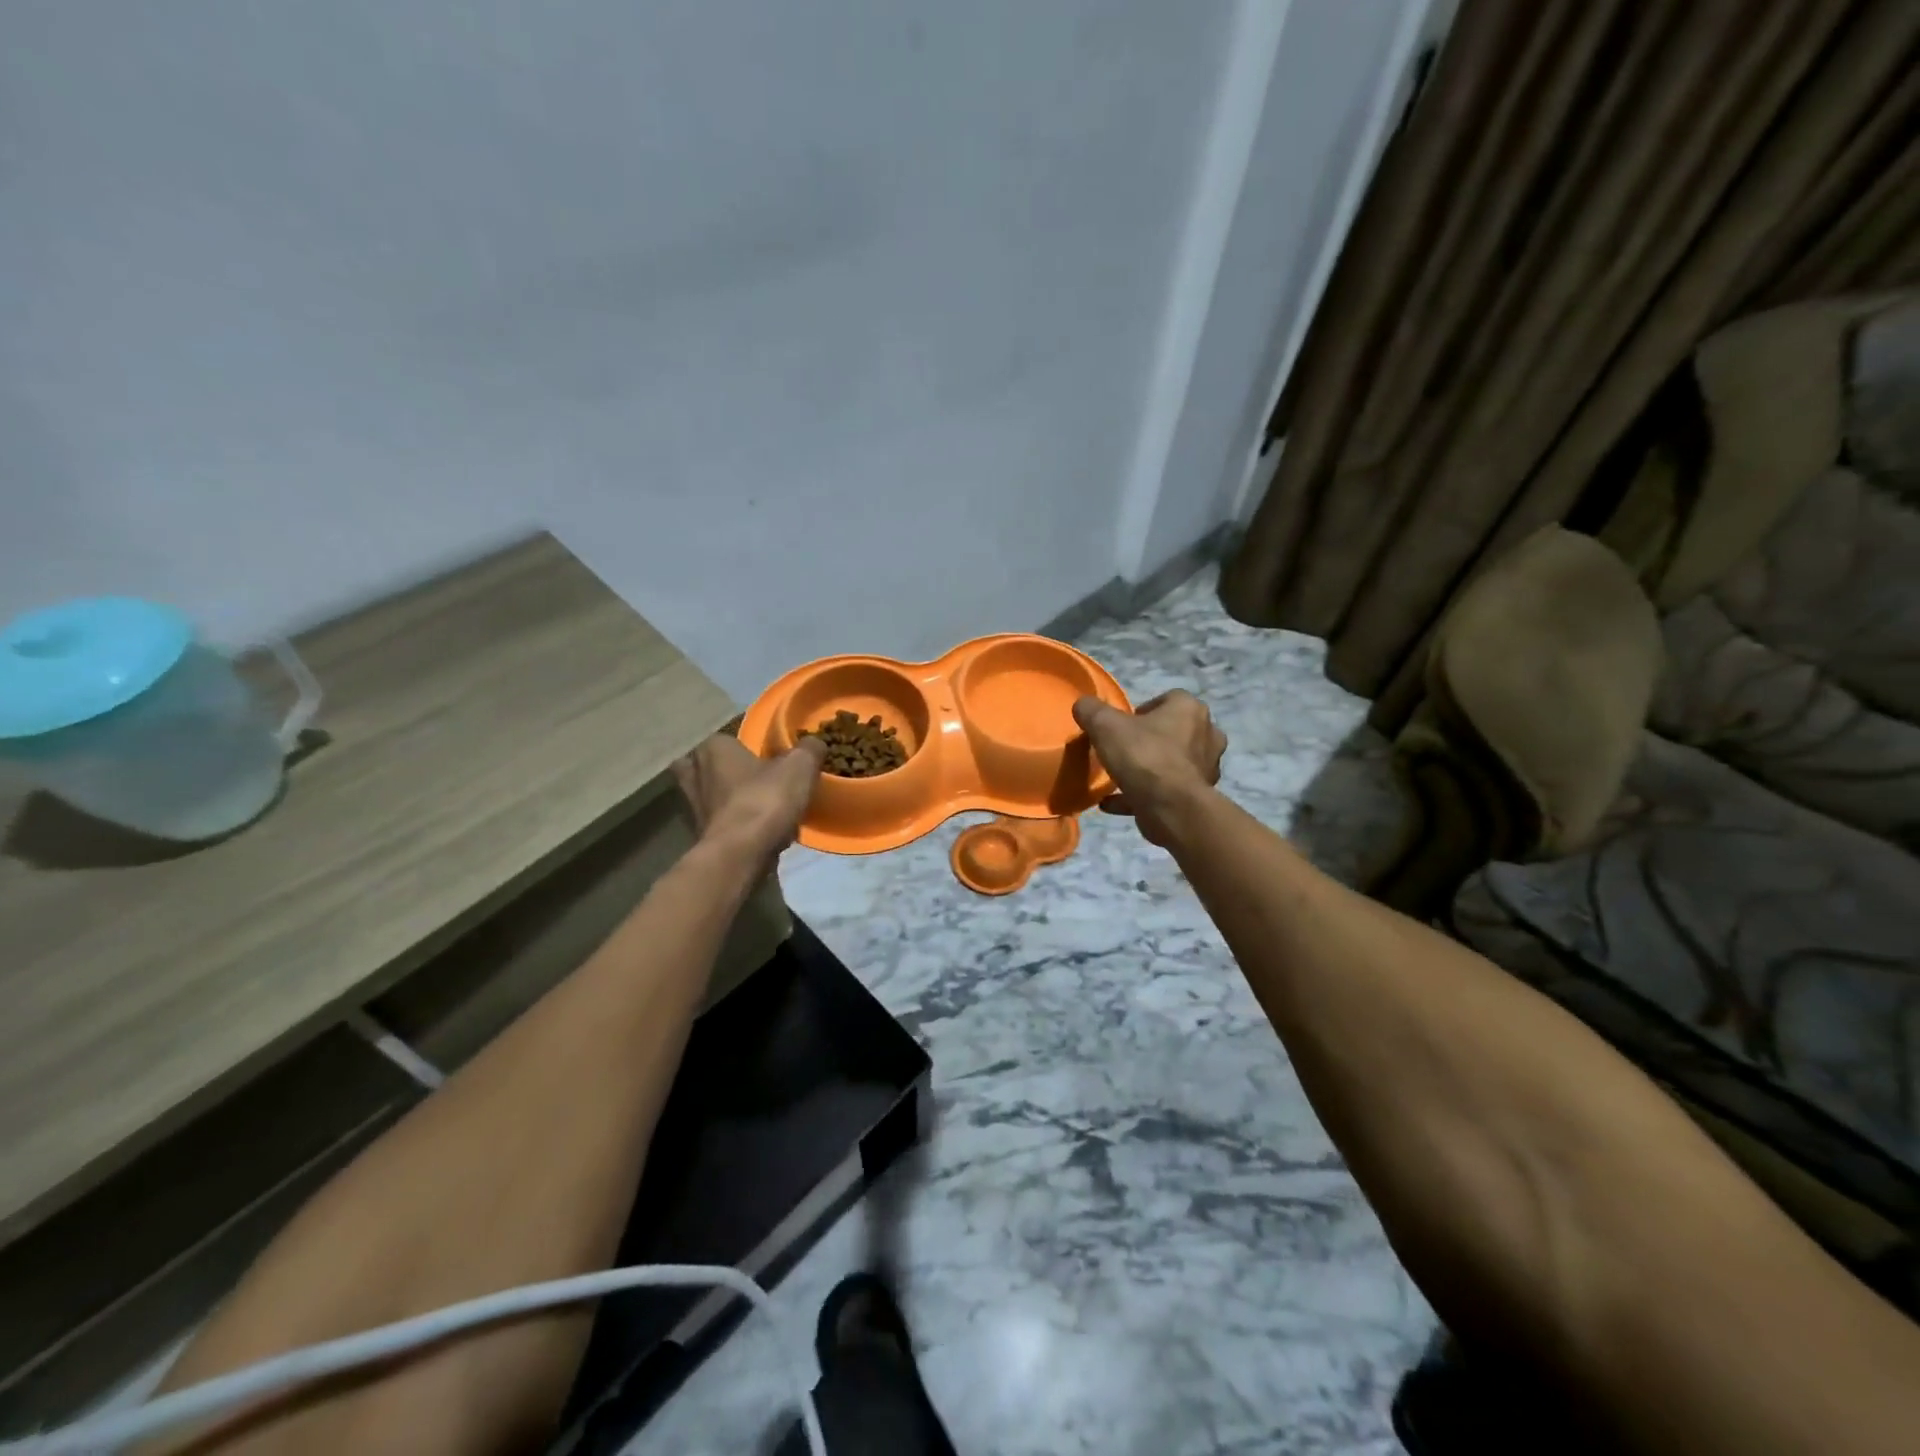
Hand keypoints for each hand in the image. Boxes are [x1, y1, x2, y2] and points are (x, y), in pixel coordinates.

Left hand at [673, 732, 826, 872]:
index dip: (744, 746)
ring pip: (711, 795)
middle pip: (708, 766)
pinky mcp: (700, 835)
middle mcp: (694, 773)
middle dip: (724, 770)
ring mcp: (692, 807)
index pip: (725, 738)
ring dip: (729, 799)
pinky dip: (734, 823)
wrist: (741, 854)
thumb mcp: (800, 765)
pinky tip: (758, 828)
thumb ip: (808, 749)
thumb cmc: (765, 799)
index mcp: (713, 748)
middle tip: (753, 776)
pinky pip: (719, 821)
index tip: (766, 756)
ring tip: (759, 804)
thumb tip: (813, 743)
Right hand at [1071, 691, 1225, 845]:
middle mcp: (1206, 734)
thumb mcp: (1105, 726)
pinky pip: (1166, 791)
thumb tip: (1082, 704)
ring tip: (1119, 777)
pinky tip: (1112, 802)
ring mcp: (1205, 767)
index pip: (1169, 699)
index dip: (1144, 710)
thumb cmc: (1142, 756)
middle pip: (1174, 731)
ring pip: (1172, 762)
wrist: (1170, 807)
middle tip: (1123, 749)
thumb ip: (1092, 710)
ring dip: (1149, 768)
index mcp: (1190, 709)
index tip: (1122, 725)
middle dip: (1150, 739)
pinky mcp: (1198, 796)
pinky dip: (1142, 794)